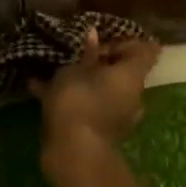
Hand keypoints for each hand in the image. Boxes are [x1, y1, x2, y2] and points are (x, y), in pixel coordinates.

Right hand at [31, 28, 163, 149]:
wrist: (74, 152)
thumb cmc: (78, 100)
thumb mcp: (75, 70)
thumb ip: (87, 53)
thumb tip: (94, 34)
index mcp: (132, 76)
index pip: (144, 51)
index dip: (126, 42)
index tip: (103, 40)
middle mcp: (133, 95)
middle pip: (124, 72)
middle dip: (102, 63)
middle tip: (76, 55)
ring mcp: (121, 117)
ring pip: (106, 91)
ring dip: (87, 82)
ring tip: (55, 73)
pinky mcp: (104, 132)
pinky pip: (92, 107)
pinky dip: (75, 99)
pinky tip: (41, 90)